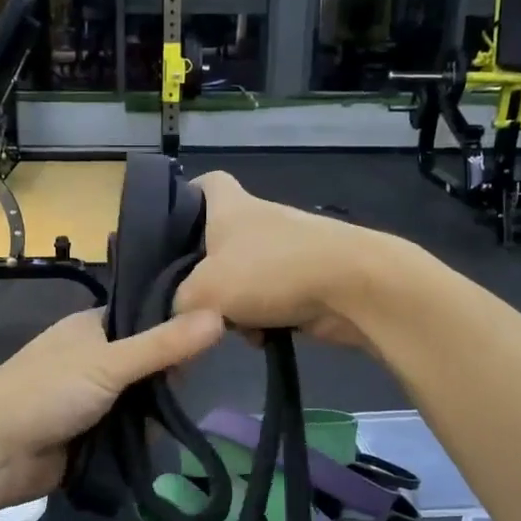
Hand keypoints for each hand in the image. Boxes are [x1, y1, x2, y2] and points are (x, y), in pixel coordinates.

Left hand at [0, 308, 224, 510]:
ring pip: (140, 404)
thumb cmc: (44, 392)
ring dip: (153, 418)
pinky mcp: (89, 437)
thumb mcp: (108, 363)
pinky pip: (127, 436)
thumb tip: (220, 315)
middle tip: (185, 393)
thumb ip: (163, 345)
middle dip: (166, 384)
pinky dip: (139, 443)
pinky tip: (156, 449)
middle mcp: (93, 360)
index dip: (176, 330)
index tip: (211, 343)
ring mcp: (90, 401)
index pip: (146, 320)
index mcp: (92, 329)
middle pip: (148, 366)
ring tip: (173, 425)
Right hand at [173, 172, 391, 349]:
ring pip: (243, 278)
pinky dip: (263, 319)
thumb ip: (178, 303)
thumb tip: (178, 317)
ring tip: (229, 327)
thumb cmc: (269, 271)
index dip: (186, 197)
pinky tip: (262, 337)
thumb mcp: (203, 291)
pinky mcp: (306, 279)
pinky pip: (269, 300)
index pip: (207, 182)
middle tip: (188, 298)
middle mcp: (258, 221)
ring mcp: (286, 250)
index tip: (168, 227)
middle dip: (205, 273)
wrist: (351, 287)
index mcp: (231, 206)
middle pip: (219, 242)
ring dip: (233, 305)